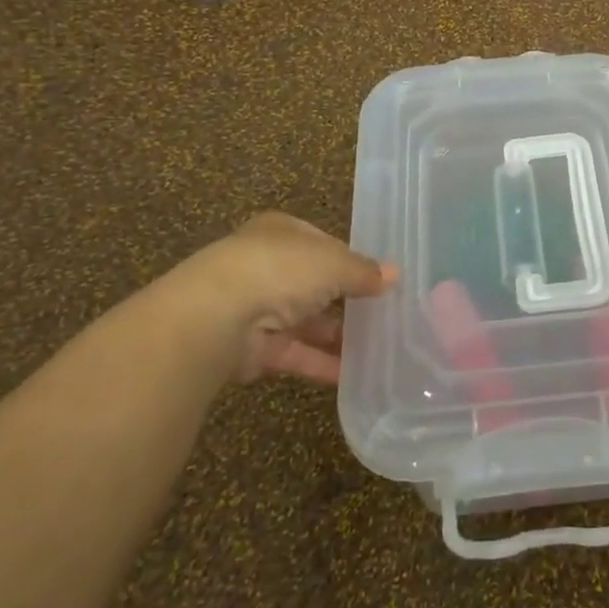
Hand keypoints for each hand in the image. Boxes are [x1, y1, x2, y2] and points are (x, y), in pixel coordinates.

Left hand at [145, 212, 395, 384]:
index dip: (351, 260)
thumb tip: (394, 275)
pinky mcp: (251, 348)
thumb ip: (363, 271)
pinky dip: (321, 362)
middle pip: (313, 283)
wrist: (214, 318)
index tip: (378, 279)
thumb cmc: (280, 270)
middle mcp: (267, 266)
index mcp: (282, 233)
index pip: (323, 244)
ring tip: (377, 348)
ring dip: (336, 335)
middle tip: (383, 315)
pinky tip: (354, 374)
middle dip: (345, 300)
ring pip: (305, 321)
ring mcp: (256, 307)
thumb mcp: (333, 263)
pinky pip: (295, 353)